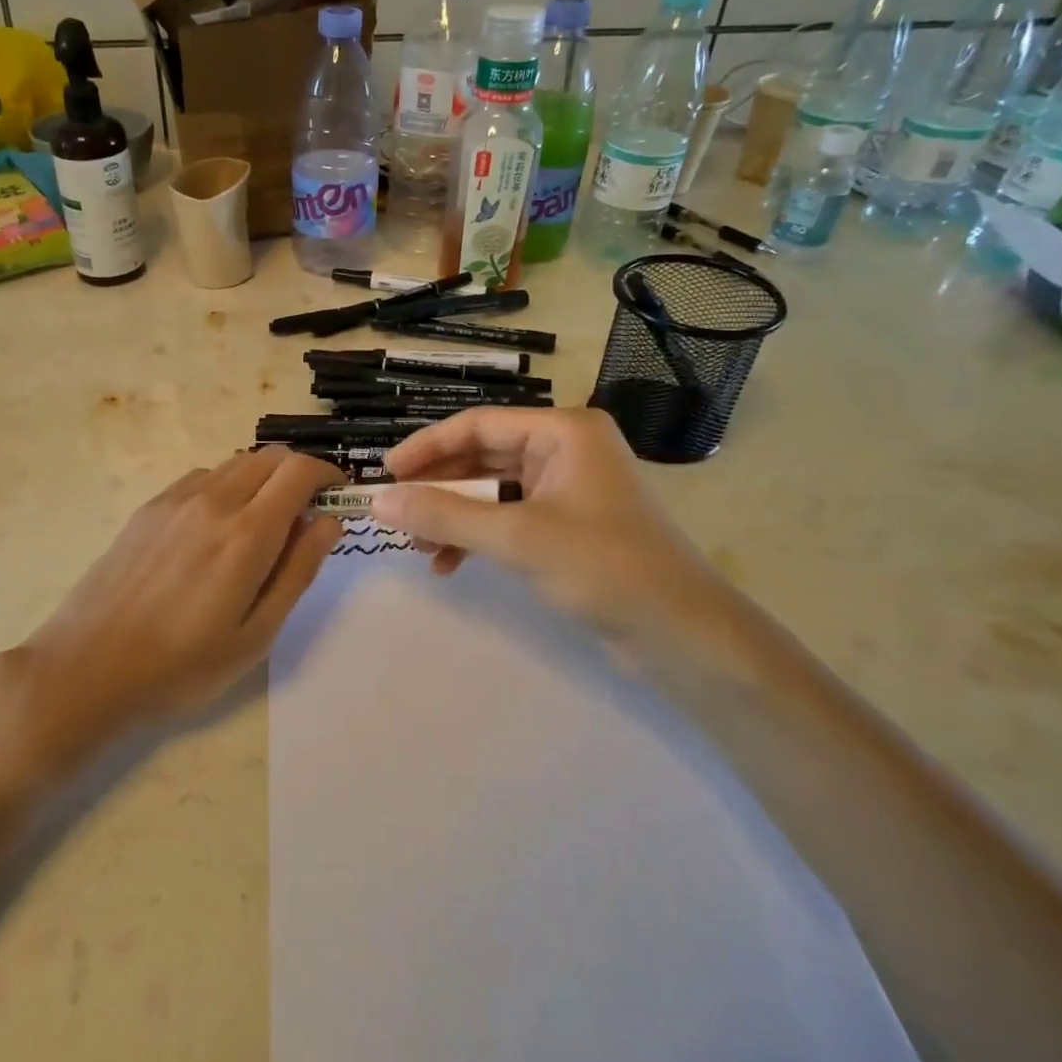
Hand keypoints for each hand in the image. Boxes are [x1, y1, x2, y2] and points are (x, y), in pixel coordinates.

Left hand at [4, 447, 344, 766]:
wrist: (88, 667)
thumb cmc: (182, 665)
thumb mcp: (256, 634)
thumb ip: (298, 570)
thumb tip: (329, 521)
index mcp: (246, 534)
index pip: (300, 470)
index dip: (328, 475)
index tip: (337, 498)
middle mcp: (213, 501)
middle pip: (270, 457)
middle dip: (299, 474)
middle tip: (305, 516)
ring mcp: (175, 499)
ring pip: (236, 464)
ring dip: (263, 480)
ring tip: (262, 527)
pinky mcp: (150, 508)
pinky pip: (203, 479)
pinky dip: (227, 488)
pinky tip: (217, 530)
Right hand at [371, 407, 727, 652]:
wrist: (683, 635)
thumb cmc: (604, 568)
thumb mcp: (516, 537)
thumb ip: (444, 515)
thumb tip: (378, 502)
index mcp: (564, 432)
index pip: (478, 425)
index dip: (426, 447)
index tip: (385, 474)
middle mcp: (566, 450)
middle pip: (482, 456)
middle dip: (437, 486)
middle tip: (395, 511)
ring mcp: (568, 489)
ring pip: (492, 490)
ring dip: (453, 515)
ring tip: (416, 545)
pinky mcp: (568, 526)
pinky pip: (508, 518)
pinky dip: (477, 537)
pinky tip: (448, 565)